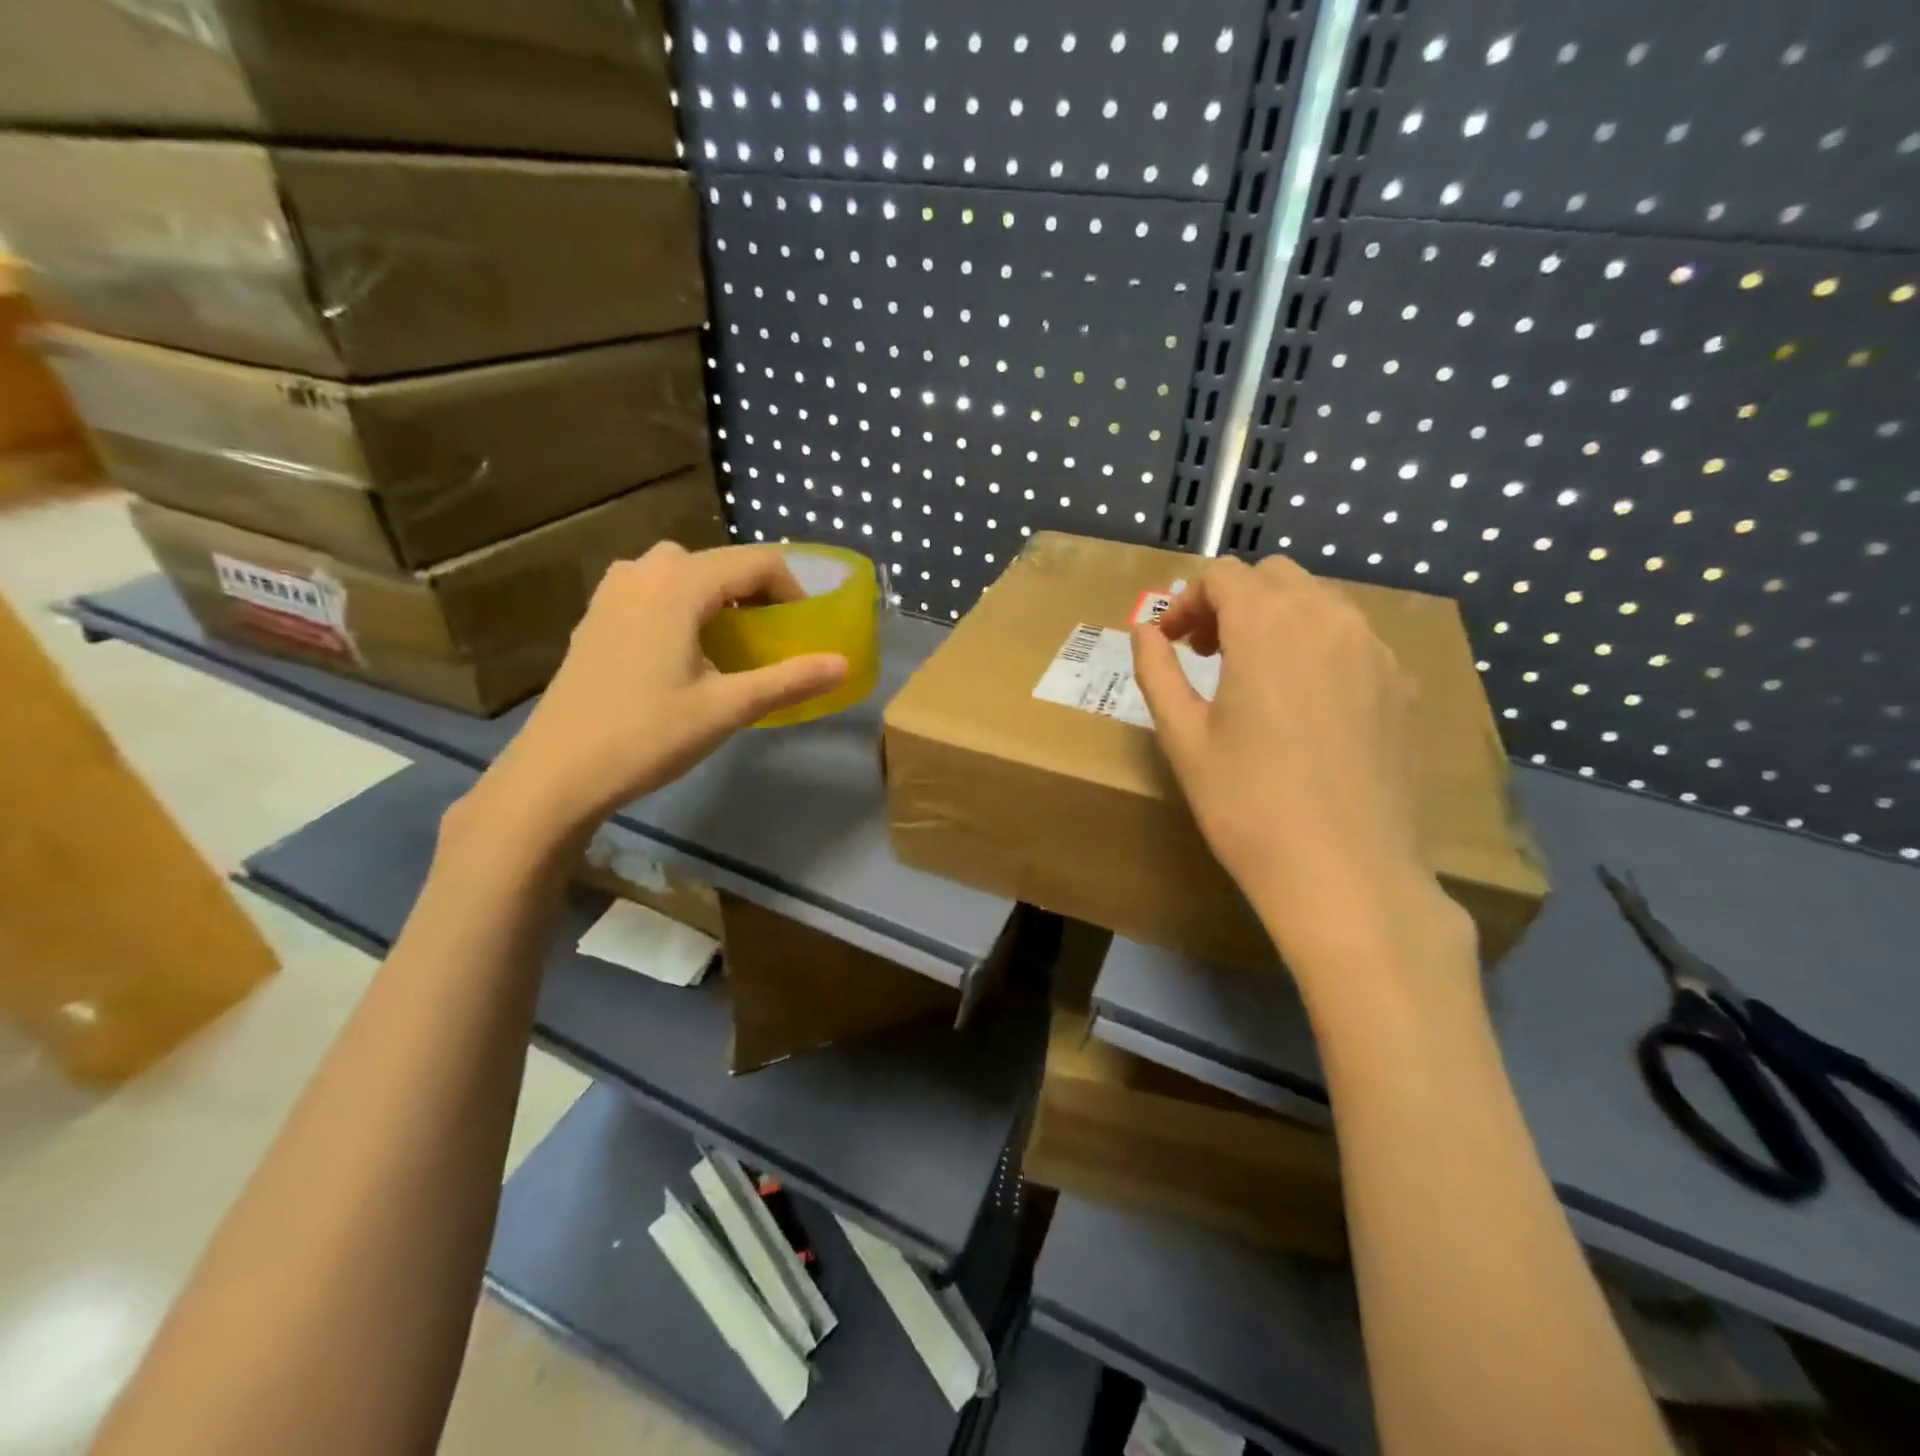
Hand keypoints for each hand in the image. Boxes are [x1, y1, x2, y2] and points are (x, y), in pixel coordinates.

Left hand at [468, 543, 847, 848]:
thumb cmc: (647, 735)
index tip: (810, 625)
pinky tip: (687, 652)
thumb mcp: (727, 708)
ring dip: (719, 598)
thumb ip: (789, 680)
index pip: (756, 562)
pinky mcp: (596, 617)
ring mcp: (612, 592)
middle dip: (757, 592)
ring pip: (683, 574)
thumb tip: (844, 665)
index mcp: (678, 584)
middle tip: (776, 636)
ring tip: (735, 642)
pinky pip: (654, 592)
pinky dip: (685, 607)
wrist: (556, 772)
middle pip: (719, 563)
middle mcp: (643, 572)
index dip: (793, 588)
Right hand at [1131, 555, 1463, 975]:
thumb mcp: (1182, 737)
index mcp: (1267, 625)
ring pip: (1321, 602)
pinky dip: (1320, 649)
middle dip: (1234, 602)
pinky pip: (1355, 640)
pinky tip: (1308, 707)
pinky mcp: (1405, 685)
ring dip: (1278, 620)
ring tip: (1257, 678)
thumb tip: (1144, 630)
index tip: (1172, 643)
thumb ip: (1157, 670)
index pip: (1223, 575)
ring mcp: (1377, 650)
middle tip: (1210, 655)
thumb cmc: (1246, 804)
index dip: (1187, 601)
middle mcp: (1329, 619)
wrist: (1344, 871)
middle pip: (1274, 577)